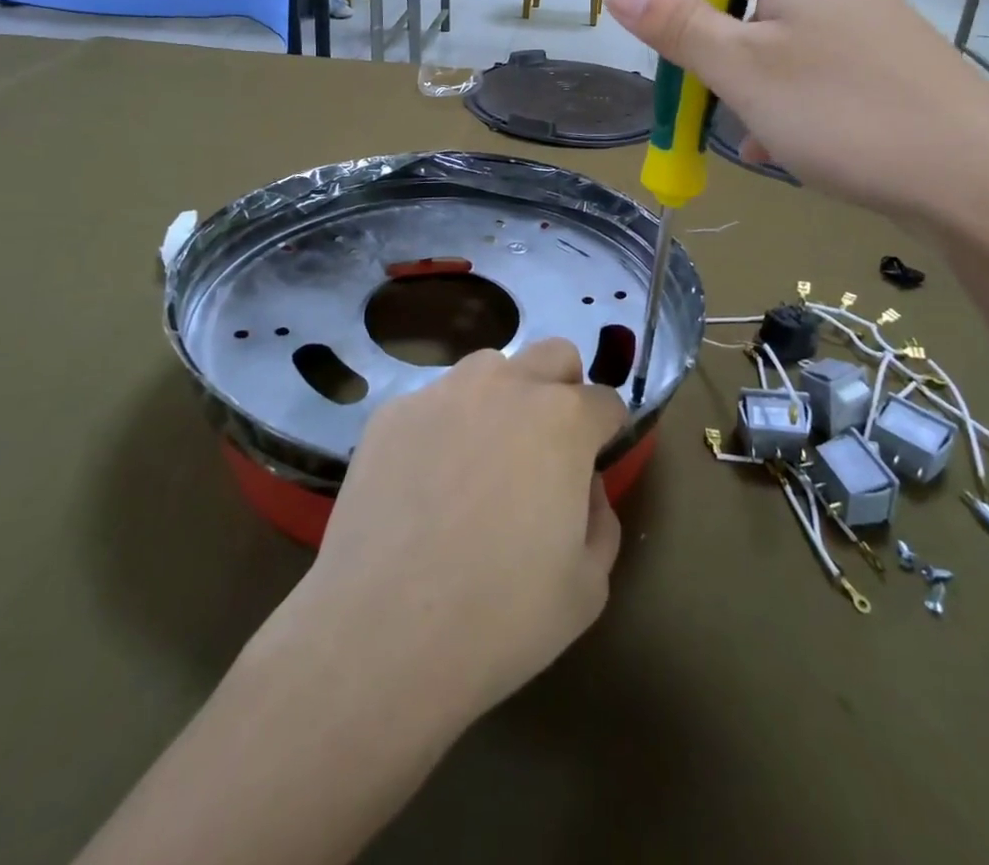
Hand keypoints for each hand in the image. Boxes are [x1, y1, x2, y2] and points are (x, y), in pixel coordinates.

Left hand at [302, 338, 628, 729]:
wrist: (382, 633)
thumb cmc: (501, 616)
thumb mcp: (588, 586)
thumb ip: (601, 518)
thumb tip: (584, 485)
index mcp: (563, 419)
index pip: (606, 402)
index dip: (607, 434)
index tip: (594, 466)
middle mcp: (506, 385)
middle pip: (554, 355)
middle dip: (564, 390)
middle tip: (546, 449)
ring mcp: (443, 392)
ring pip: (490, 368)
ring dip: (502, 399)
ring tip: (480, 462)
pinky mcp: (392, 412)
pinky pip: (434, 402)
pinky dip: (444, 427)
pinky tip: (425, 483)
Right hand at [605, 0, 988, 223]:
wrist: (974, 176)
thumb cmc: (846, 112)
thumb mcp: (743, 71)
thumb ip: (679, 24)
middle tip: (683, 50)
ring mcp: (856, 17)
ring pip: (772, 13)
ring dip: (731, 49)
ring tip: (718, 109)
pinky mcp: (873, 59)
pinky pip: (803, 53)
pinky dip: (770, 82)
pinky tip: (767, 141)